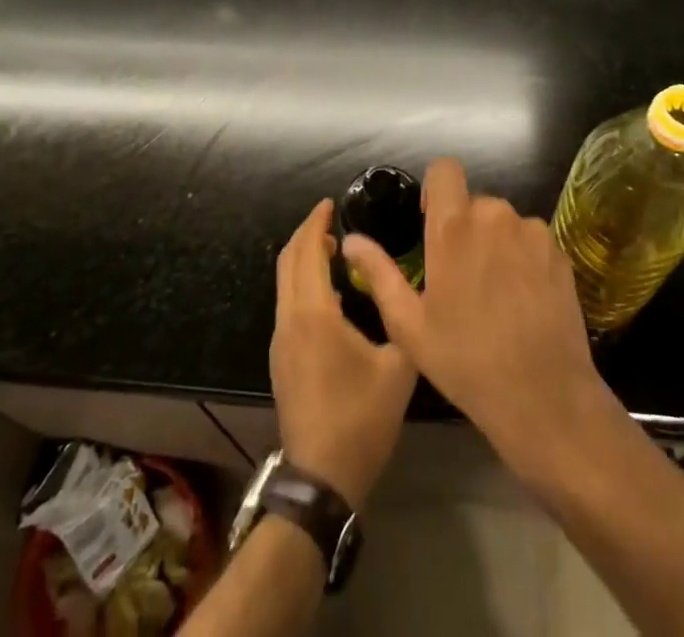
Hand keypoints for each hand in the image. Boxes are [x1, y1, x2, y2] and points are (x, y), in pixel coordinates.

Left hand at [271, 199, 417, 509]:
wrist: (322, 479)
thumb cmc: (361, 419)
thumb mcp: (398, 366)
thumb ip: (400, 318)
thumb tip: (402, 287)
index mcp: (313, 314)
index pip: (306, 251)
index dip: (316, 222)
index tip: (331, 203)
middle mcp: (289, 320)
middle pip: (288, 261)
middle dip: (307, 234)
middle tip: (332, 220)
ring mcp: (280, 341)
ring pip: (284, 283)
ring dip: (303, 259)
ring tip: (335, 250)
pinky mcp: (281, 359)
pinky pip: (288, 304)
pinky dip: (302, 282)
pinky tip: (330, 293)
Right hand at [340, 159, 619, 482]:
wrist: (544, 397)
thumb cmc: (466, 361)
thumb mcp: (409, 325)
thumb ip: (379, 273)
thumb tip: (351, 240)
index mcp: (453, 227)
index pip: (445, 169)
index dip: (436, 188)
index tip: (433, 221)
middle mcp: (494, 215)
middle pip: (473, 201)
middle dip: (464, 227)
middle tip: (460, 275)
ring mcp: (531, 232)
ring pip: (503, 222)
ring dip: (494, 242)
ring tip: (493, 292)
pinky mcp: (559, 251)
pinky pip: (531, 240)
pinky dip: (522, 257)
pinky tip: (522, 299)